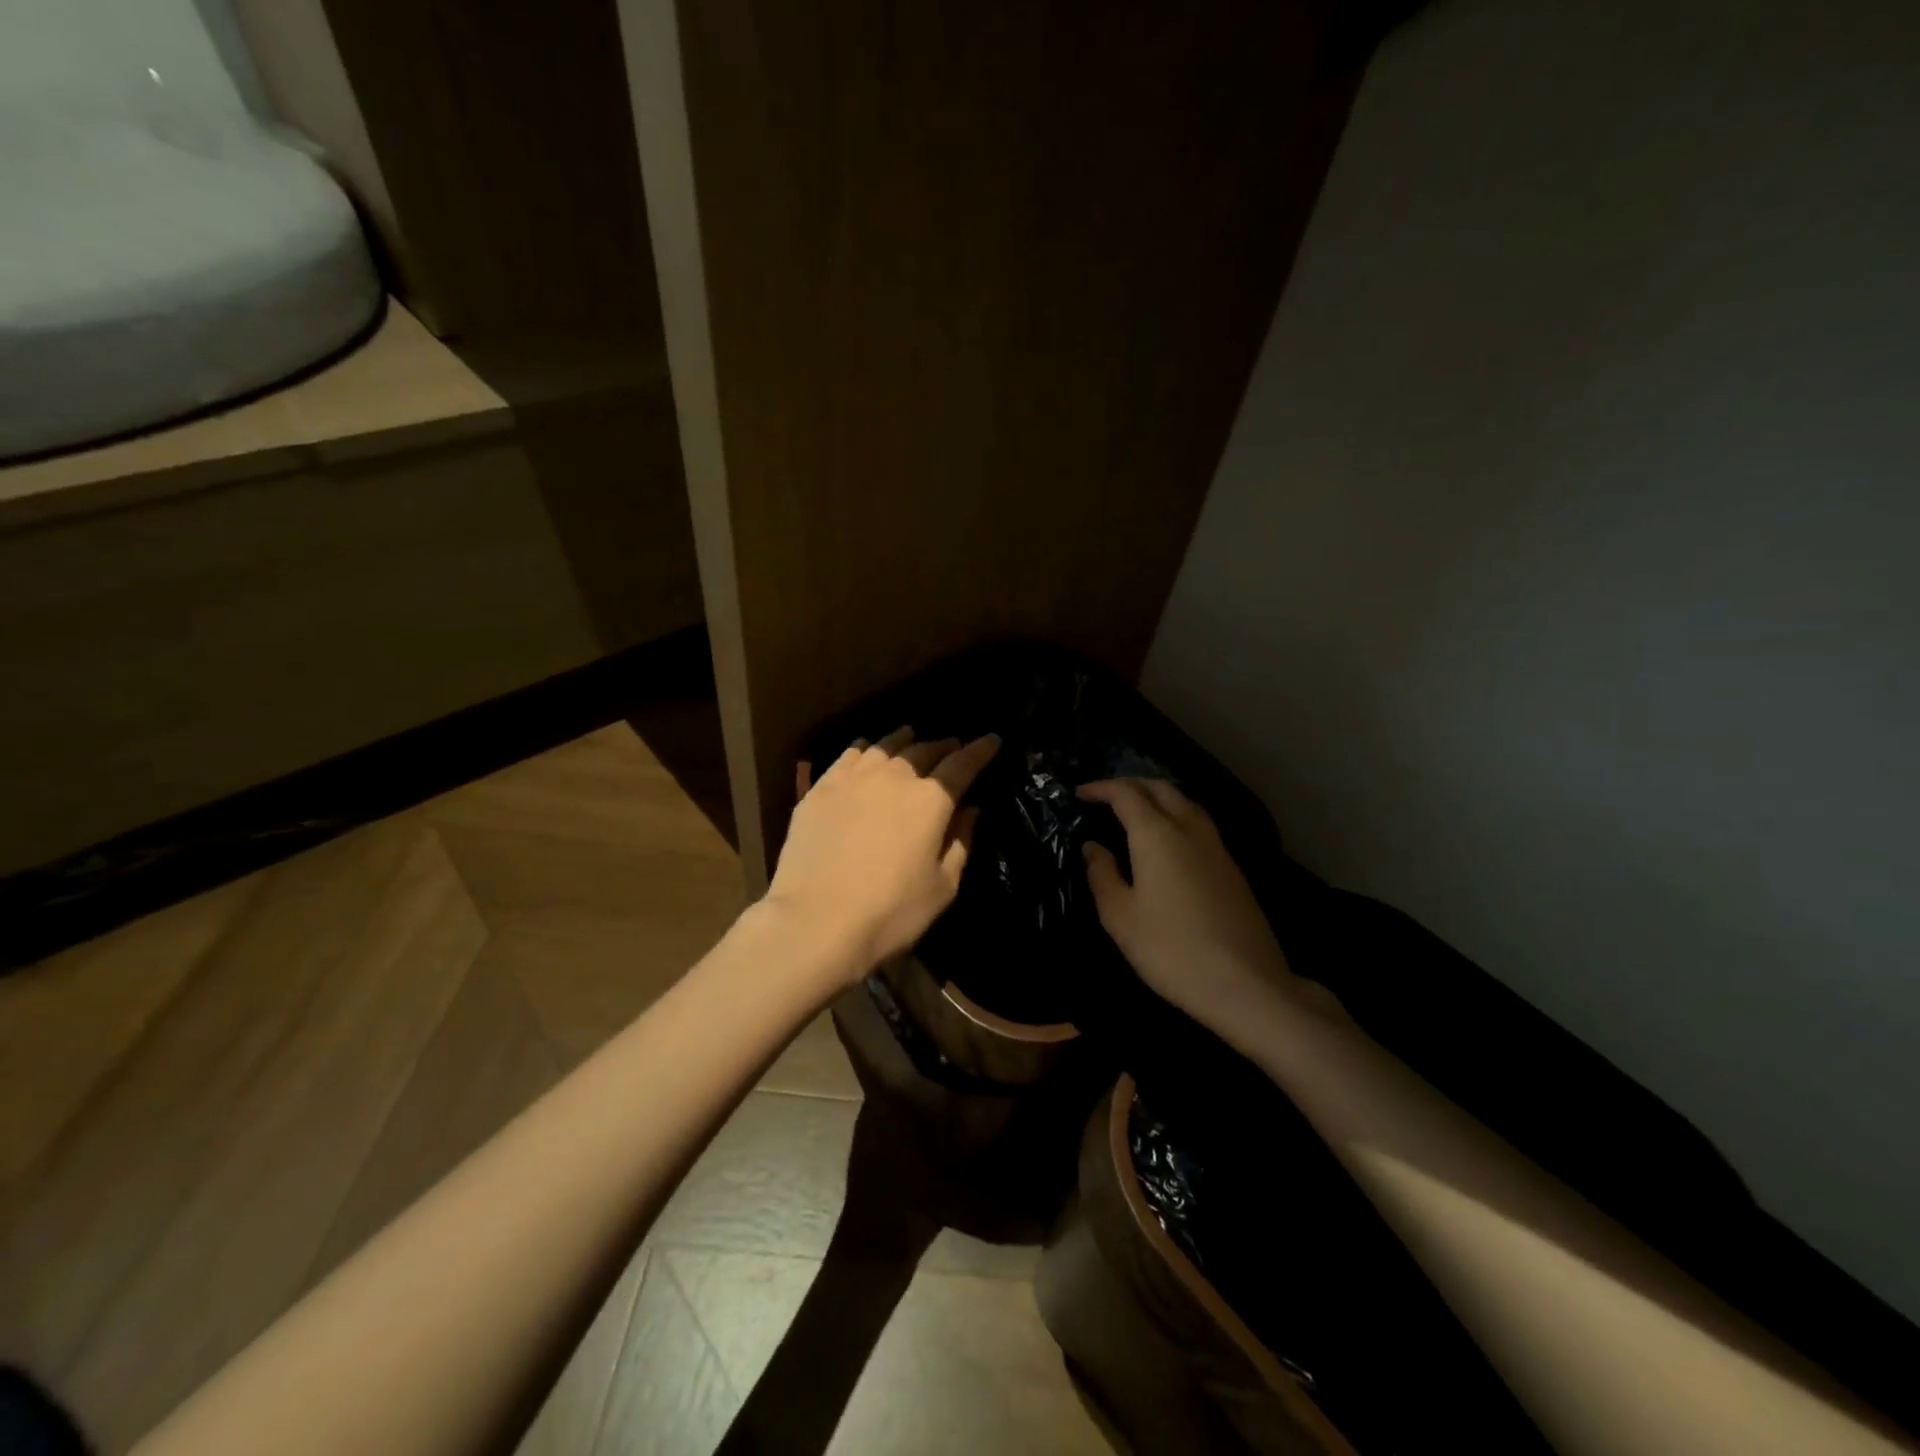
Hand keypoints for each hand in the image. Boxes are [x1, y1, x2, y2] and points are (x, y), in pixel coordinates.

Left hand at [767, 727, 999, 979]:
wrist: (815, 921)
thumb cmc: (891, 912)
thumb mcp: (942, 887)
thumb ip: (960, 843)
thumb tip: (970, 810)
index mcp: (930, 800)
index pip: (962, 765)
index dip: (980, 750)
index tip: (992, 739)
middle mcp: (894, 778)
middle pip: (923, 751)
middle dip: (943, 746)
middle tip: (952, 745)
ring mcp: (853, 780)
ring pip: (884, 747)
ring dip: (903, 740)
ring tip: (910, 736)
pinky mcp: (820, 790)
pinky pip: (848, 757)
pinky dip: (864, 749)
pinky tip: (865, 750)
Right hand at [1079, 778, 1342, 1032]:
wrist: (1246, 984)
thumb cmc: (1171, 950)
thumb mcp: (1120, 917)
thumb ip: (1102, 875)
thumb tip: (1093, 847)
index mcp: (1157, 836)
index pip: (1126, 794)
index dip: (1101, 788)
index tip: (1081, 793)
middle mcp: (1189, 830)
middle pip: (1161, 788)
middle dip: (1132, 784)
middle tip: (1107, 796)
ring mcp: (1217, 847)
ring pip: (1186, 803)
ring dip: (1158, 797)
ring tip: (1137, 811)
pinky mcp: (1232, 868)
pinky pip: (1200, 824)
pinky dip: (1178, 816)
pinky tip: (1170, 840)